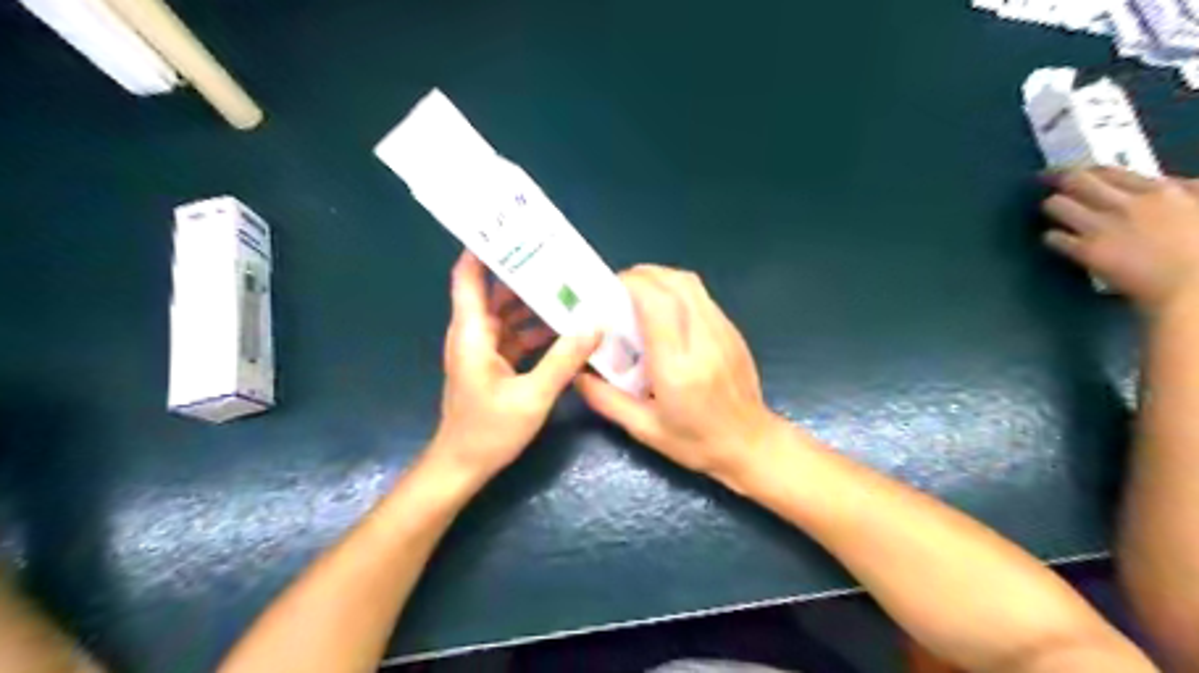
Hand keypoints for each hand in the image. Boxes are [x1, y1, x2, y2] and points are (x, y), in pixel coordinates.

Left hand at [429, 253, 603, 483]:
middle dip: (522, 271)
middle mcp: (474, 333)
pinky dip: (535, 328)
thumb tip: (595, 323)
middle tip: (556, 255)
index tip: (509, 229)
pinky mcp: (493, 364)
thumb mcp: (533, 395)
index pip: (468, 277)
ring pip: (507, 313)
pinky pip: (515, 335)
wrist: (463, 466)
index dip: (482, 249)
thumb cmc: (489, 430)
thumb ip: (565, 358)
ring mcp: (483, 349)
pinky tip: (564, 325)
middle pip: (494, 290)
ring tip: (567, 284)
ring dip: (533, 301)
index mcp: (472, 332)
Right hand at [574, 262, 788, 489]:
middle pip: (675, 284)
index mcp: (678, 368)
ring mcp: (723, 331)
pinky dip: (676, 290)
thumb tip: (577, 374)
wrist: (751, 444)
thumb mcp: (644, 429)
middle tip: (618, 290)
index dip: (631, 285)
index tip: (608, 290)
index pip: (658, 304)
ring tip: (638, 295)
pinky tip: (664, 310)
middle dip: (642, 276)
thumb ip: (606, 400)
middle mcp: (703, 341)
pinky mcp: (732, 330)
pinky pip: (701, 295)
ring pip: (691, 284)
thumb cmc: (696, 442)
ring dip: (660, 278)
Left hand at [1047, 169, 1198, 315]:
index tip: (1075, 170)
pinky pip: (1054, 238)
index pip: (1110, 171)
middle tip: (1044, 179)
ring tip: (1054, 211)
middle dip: (1057, 179)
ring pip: (1057, 205)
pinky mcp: (1087, 252)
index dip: (1087, 169)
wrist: (1194, 288)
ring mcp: (1103, 228)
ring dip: (1053, 207)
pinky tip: (1056, 240)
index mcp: (1161, 192)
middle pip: (1076, 181)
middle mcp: (1126, 204)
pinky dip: (1052, 238)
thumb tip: (1173, 184)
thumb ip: (1187, 192)